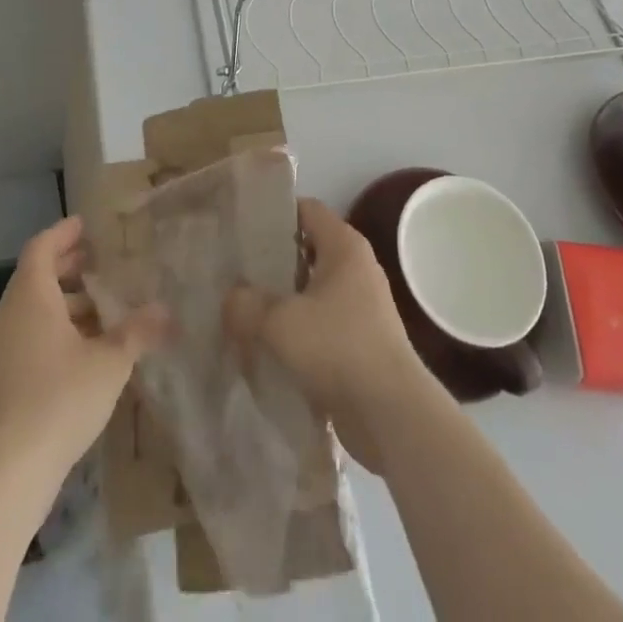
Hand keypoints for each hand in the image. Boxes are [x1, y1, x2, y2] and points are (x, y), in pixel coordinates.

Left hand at [0, 216, 167, 483]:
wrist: (7, 474)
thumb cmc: (59, 400)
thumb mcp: (110, 362)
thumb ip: (137, 332)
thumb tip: (165, 310)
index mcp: (30, 297)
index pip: (42, 247)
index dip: (64, 233)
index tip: (87, 226)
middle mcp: (9, 316)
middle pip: (35, 277)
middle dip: (68, 268)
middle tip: (100, 264)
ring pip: (31, 310)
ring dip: (64, 303)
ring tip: (100, 311)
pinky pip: (27, 336)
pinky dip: (52, 330)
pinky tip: (82, 351)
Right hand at [225, 198, 432, 470]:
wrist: (391, 414)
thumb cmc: (337, 348)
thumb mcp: (279, 322)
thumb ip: (246, 304)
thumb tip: (231, 298)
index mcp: (344, 246)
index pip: (307, 209)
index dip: (275, 214)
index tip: (242, 229)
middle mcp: (356, 267)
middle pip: (307, 250)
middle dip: (273, 261)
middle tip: (235, 273)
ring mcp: (362, 305)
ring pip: (313, 290)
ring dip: (283, 301)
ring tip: (244, 312)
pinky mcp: (362, 341)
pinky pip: (322, 323)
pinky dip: (298, 330)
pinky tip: (268, 347)